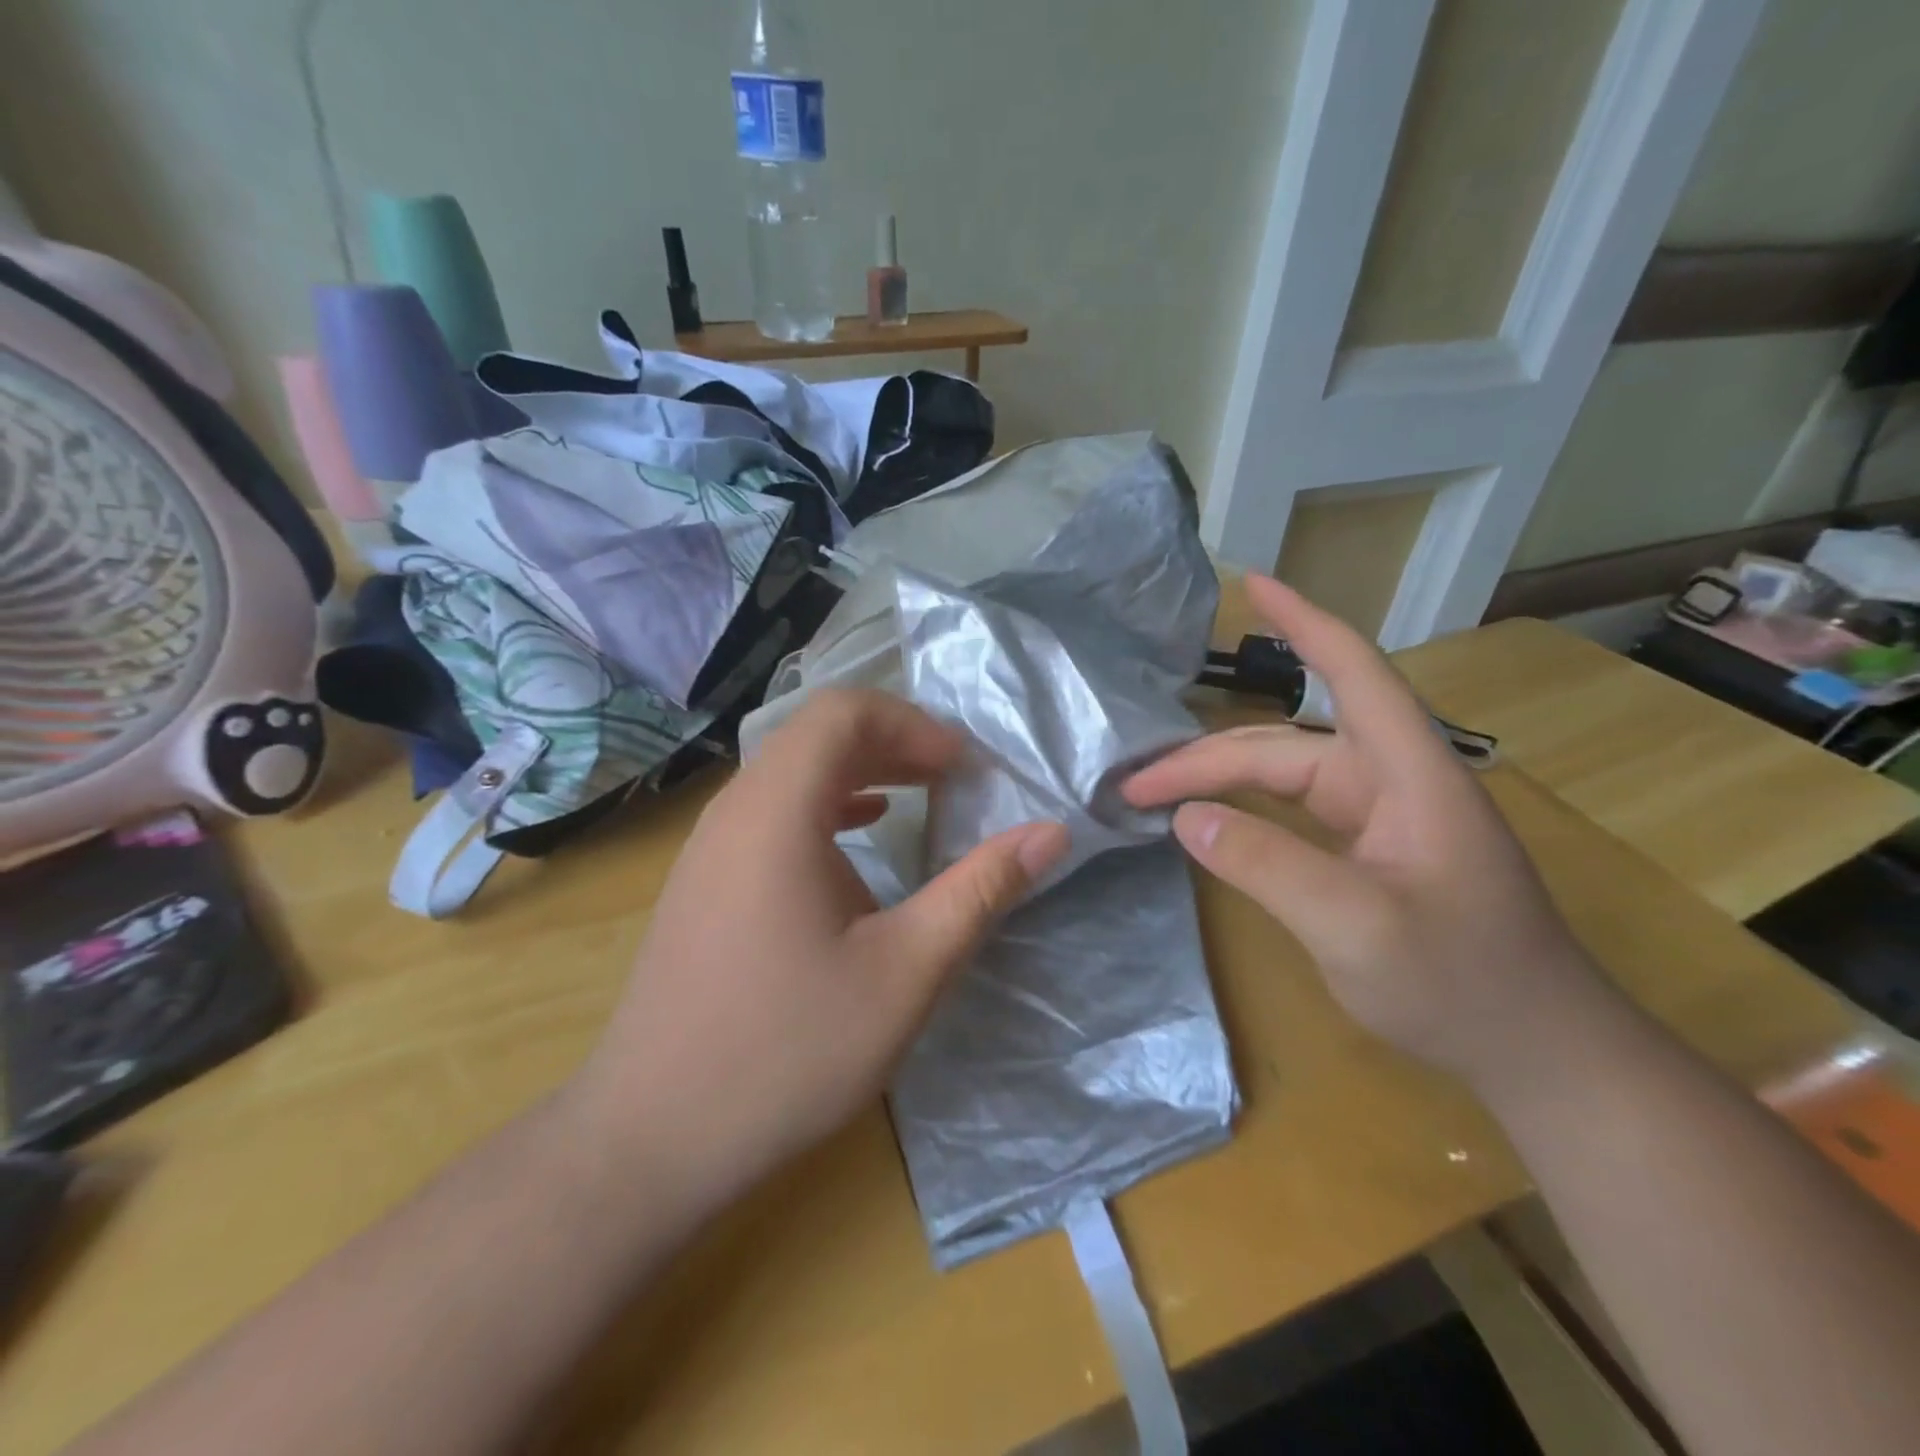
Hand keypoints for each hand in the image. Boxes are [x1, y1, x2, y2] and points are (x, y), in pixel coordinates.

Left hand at [570, 689, 1068, 1214]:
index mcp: (777, 811)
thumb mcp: (907, 971)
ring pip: (791, 771)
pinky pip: (771, 810)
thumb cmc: (788, 1050)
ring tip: (920, 796)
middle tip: (954, 779)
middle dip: (894, 742)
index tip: (962, 768)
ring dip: (861, 771)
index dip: (911, 724)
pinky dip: (826, 805)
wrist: (652, 1136)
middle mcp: (734, 810)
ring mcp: (709, 845)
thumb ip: (981, 890)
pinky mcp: (704, 881)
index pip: (842, 711)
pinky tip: (861, 835)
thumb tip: (1052, 833)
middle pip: (816, 734)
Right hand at [1124, 575, 1609, 1091]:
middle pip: (1284, 744)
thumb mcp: (1355, 928)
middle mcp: (1392, 781)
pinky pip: (1292, 810)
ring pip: (1282, 777)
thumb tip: (1187, 820)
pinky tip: (1208, 821)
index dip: (1303, 624)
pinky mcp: (1370, 849)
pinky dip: (1244, 809)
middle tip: (1133, 789)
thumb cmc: (1463, 985)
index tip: (1252, 585)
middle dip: (1205, 758)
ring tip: (1153, 798)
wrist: (1537, 1051)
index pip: (1353, 673)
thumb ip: (1269, 866)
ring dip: (1218, 782)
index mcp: (1409, 774)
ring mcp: (1380, 817)